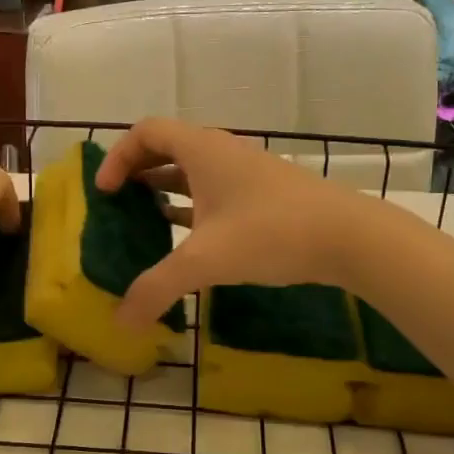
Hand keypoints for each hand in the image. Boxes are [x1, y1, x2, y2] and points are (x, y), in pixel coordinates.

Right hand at [94, 118, 383, 330]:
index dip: (117, 156)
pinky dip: (191, 205)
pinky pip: (214, 191)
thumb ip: (158, 289)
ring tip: (142, 218)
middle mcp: (221, 152)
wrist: (349, 236)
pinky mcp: (263, 195)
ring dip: (164, 189)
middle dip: (136, 171)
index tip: (105, 192)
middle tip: (116, 203)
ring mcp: (246, 173)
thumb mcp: (206, 261)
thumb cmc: (271, 233)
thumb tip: (121, 322)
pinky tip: (186, 235)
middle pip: (167, 147)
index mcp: (202, 150)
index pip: (146, 132)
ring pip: (193, 171)